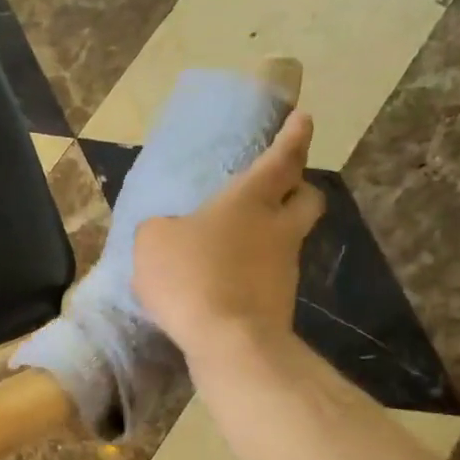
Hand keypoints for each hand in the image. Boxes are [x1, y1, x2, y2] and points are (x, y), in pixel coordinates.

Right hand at [133, 110, 324, 361]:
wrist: (227, 339)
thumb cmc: (190, 275)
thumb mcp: (153, 243)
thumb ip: (160, 229)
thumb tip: (168, 231)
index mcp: (250, 200)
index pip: (281, 159)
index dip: (292, 137)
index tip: (302, 119)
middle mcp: (277, 227)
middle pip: (306, 197)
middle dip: (298, 187)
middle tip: (281, 187)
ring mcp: (284, 267)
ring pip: (289, 238)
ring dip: (271, 235)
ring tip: (236, 246)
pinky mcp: (279, 302)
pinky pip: (270, 275)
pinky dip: (253, 273)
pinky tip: (226, 284)